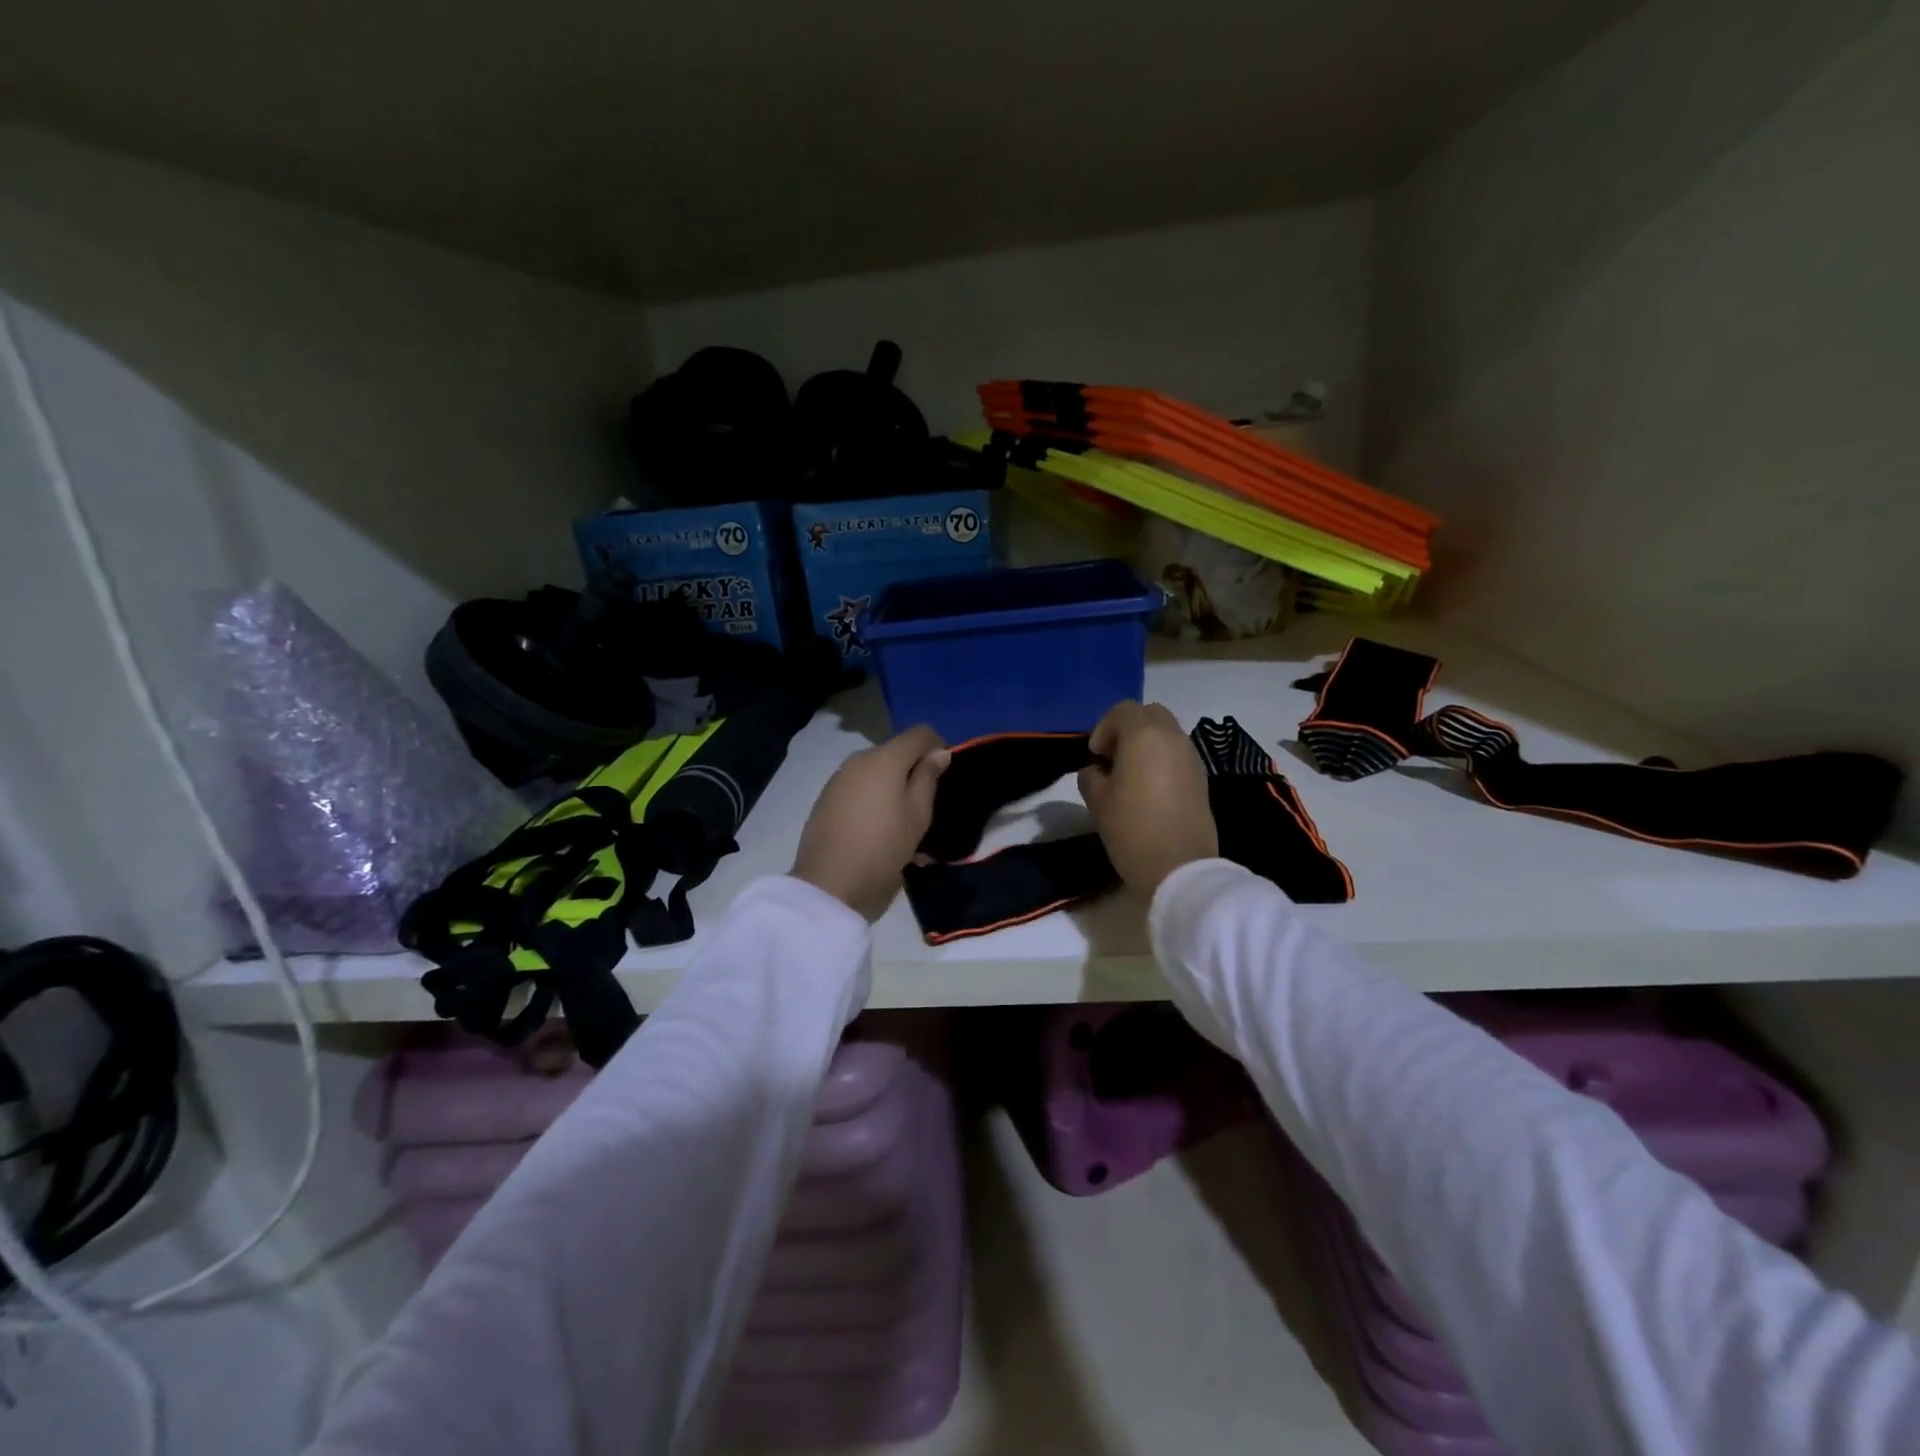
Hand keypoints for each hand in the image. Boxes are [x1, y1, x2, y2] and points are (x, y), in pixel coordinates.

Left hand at [793, 725, 950, 920]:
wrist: (830, 885)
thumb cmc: (884, 847)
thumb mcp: (918, 814)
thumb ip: (928, 777)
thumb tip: (938, 751)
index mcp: (884, 758)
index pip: (919, 733)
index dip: (938, 746)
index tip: (946, 774)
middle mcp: (859, 760)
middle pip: (895, 752)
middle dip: (913, 770)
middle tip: (927, 804)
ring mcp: (838, 779)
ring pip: (876, 772)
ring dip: (893, 787)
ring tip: (904, 823)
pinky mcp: (826, 800)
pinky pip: (859, 789)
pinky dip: (874, 800)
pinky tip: (880, 829)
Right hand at [1078, 701, 1216, 899]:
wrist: (1180, 868)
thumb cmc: (1132, 830)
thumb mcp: (1098, 801)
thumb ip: (1091, 775)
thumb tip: (1097, 770)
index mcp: (1144, 736)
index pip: (1123, 710)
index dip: (1104, 728)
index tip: (1095, 756)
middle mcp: (1172, 738)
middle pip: (1149, 714)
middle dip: (1128, 729)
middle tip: (1112, 758)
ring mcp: (1192, 757)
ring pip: (1167, 733)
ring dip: (1146, 744)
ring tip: (1130, 776)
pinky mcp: (1202, 778)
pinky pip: (1178, 754)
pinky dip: (1162, 759)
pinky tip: (1150, 789)